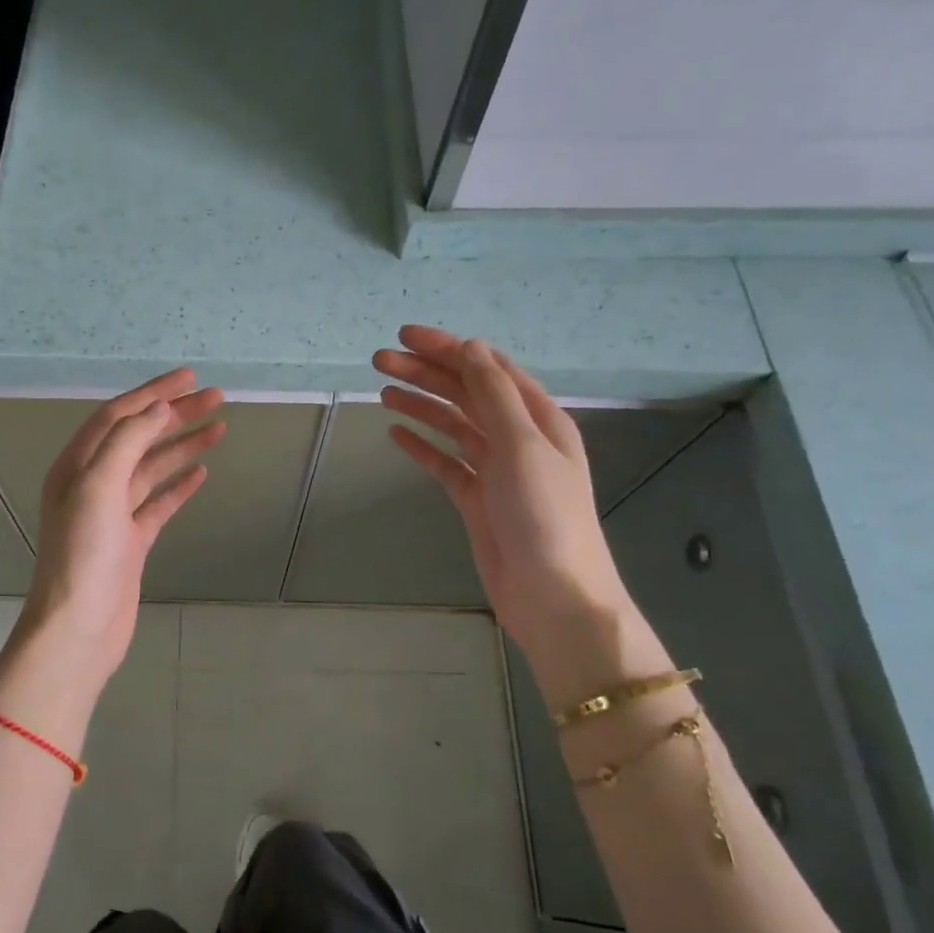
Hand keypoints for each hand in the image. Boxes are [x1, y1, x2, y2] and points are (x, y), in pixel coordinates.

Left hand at [17, 370, 224, 690]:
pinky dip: (179, 485)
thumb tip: (157, 409)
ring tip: (218, 427)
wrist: (79, 626)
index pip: (118, 415)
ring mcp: (113, 513)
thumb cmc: (84, 554)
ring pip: (152, 468)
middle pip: (139, 437)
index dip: (153, 392)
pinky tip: (201, 472)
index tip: (190, 376)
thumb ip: (126, 441)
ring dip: (182, 445)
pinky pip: (158, 502)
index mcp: (76, 465)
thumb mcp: (98, 486)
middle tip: (216, 398)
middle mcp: (92, 483)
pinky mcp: (131, 540)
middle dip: (175, 415)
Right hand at [373, 326, 630, 654]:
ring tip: (383, 390)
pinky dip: (422, 446)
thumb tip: (470, 348)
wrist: (553, 595)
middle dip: (426, 373)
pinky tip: (396, 433)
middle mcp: (518, 438)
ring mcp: (496, 470)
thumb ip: (495, 395)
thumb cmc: (544, 516)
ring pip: (453, 425)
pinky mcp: (477, 500)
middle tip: (380, 361)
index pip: (487, 368)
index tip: (405, 336)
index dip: (448, 348)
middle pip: (466, 393)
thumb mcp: (522, 446)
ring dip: (421, 404)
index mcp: (538, 418)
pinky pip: (445, 463)